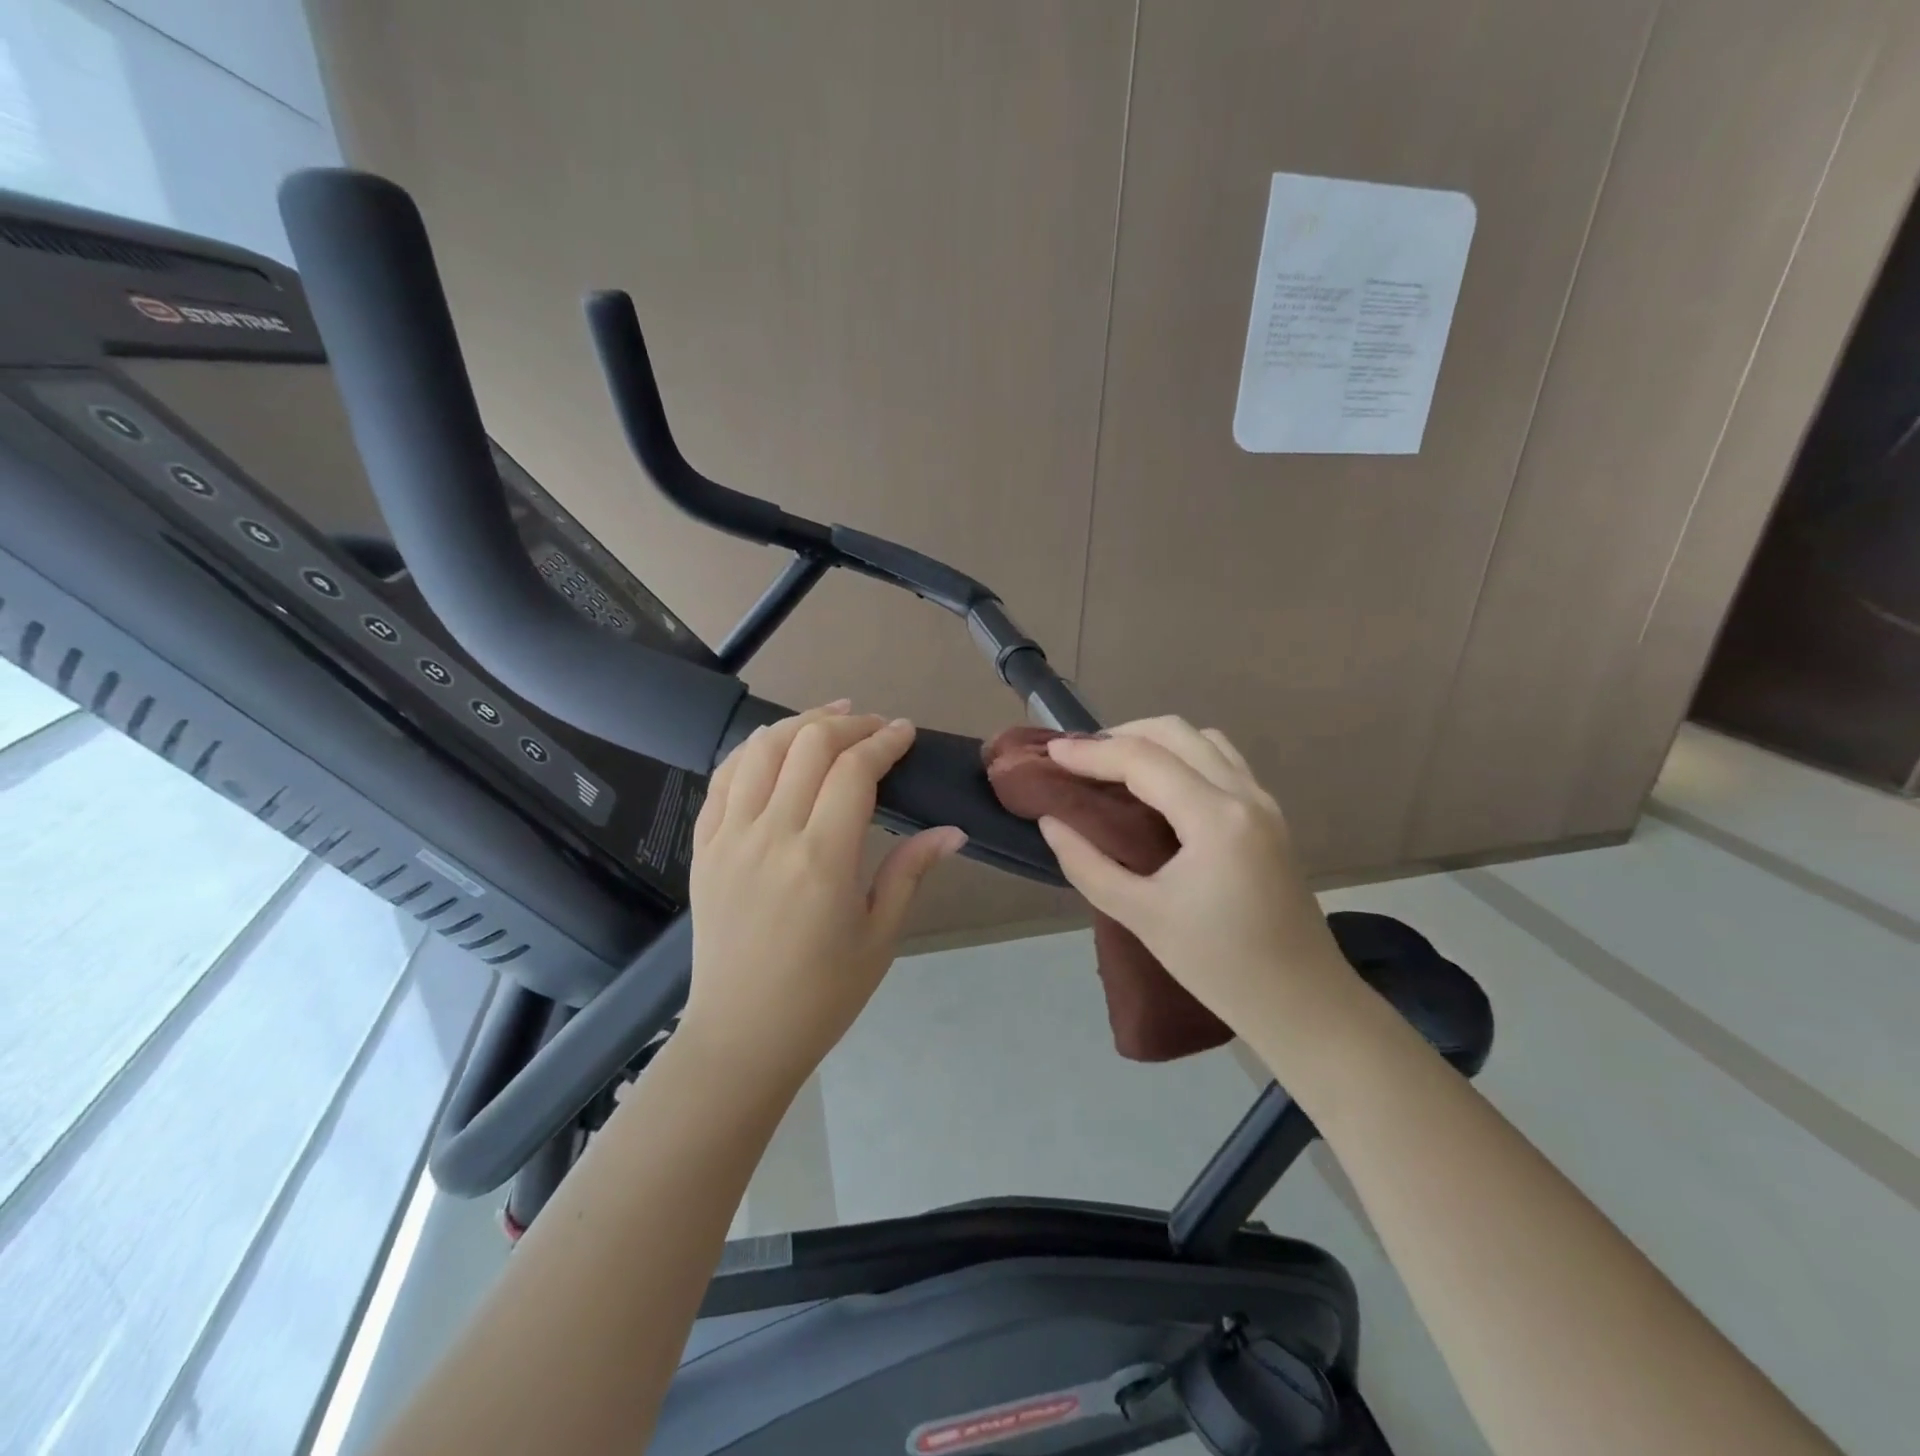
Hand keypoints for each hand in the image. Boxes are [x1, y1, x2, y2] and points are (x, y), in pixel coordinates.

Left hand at [682, 701, 966, 1090]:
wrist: (740, 1036)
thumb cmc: (822, 995)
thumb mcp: (879, 937)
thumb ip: (910, 871)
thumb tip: (952, 831)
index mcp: (822, 859)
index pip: (854, 771)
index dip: (884, 741)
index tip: (905, 733)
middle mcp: (771, 835)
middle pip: (807, 746)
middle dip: (848, 724)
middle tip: (875, 726)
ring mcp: (729, 838)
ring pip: (760, 750)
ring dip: (799, 724)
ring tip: (830, 720)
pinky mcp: (704, 848)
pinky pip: (722, 779)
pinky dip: (752, 751)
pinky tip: (774, 746)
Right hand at [1037, 718, 1352, 1039]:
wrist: (1303, 1004)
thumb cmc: (1219, 966)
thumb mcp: (1141, 916)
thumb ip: (1088, 864)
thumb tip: (1051, 822)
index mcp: (1215, 818)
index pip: (1143, 759)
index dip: (1091, 752)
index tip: (1051, 753)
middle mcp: (1245, 795)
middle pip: (1177, 733)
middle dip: (1122, 734)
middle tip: (1081, 759)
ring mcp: (1264, 803)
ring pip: (1204, 740)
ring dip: (1156, 741)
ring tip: (1115, 767)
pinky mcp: (1269, 818)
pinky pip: (1222, 762)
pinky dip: (1183, 757)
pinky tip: (1158, 788)